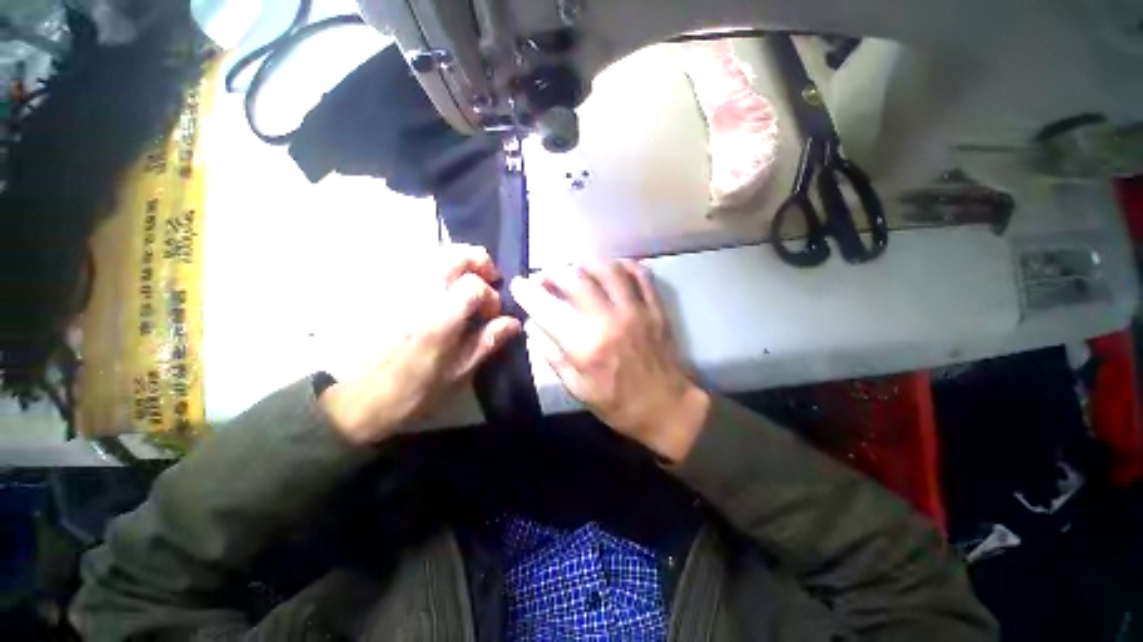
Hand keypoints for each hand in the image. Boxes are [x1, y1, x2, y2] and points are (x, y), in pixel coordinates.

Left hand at [320, 244, 520, 445]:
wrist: (353, 400)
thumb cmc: (410, 392)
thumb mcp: (456, 374)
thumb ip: (486, 343)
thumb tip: (513, 323)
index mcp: (439, 318)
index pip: (474, 285)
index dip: (491, 296)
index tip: (492, 315)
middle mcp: (418, 294)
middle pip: (454, 255)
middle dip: (479, 262)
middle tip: (488, 280)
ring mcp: (397, 288)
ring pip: (434, 254)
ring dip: (459, 263)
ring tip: (466, 284)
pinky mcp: (383, 290)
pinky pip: (415, 264)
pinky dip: (437, 267)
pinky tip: (440, 289)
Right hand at [511, 260, 709, 462]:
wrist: (666, 408)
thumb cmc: (618, 404)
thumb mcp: (577, 389)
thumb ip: (552, 356)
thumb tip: (533, 326)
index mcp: (585, 345)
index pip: (546, 309)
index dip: (527, 292)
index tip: (518, 283)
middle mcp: (608, 320)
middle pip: (575, 279)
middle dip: (553, 272)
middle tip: (546, 278)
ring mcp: (635, 311)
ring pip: (607, 269)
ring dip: (585, 264)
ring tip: (576, 270)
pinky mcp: (655, 308)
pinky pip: (640, 274)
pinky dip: (623, 265)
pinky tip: (612, 269)